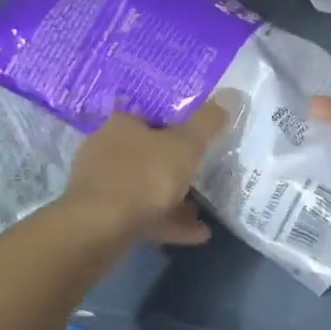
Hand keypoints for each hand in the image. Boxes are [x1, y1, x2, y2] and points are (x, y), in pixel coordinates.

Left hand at [57, 96, 233, 245]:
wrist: (99, 228)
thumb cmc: (144, 176)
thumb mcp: (185, 146)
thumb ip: (207, 123)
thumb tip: (230, 94)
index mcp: (121, 125)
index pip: (149, 118)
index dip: (174, 128)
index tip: (196, 143)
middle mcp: (105, 150)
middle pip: (146, 155)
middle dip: (174, 169)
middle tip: (201, 178)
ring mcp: (101, 186)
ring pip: (143, 189)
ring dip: (172, 200)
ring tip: (202, 212)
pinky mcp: (100, 217)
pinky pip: (141, 216)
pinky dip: (167, 223)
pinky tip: (195, 235)